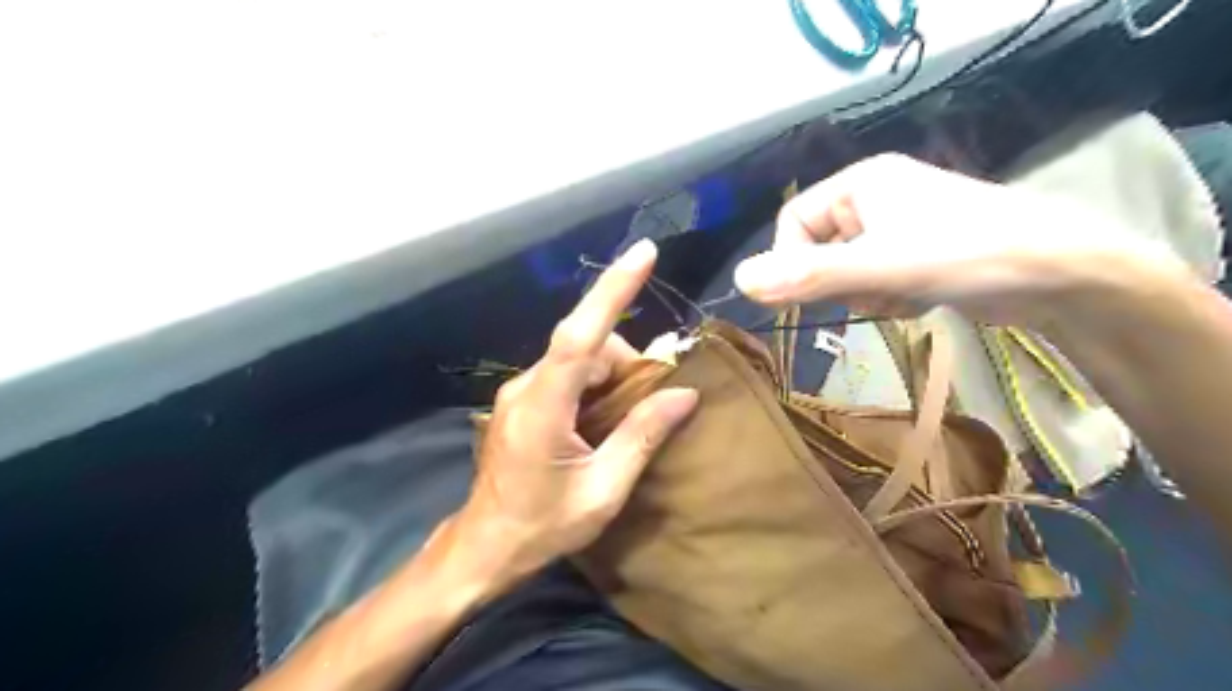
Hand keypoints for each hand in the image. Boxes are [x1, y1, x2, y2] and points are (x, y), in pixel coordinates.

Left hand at [454, 237, 700, 583]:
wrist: (486, 547)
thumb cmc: (542, 526)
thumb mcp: (603, 490)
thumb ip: (642, 436)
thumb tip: (685, 395)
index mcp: (544, 406)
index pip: (580, 334)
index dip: (612, 291)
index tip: (644, 254)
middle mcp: (527, 385)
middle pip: (587, 346)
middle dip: (627, 365)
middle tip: (655, 403)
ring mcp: (520, 390)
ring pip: (579, 358)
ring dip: (612, 376)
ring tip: (629, 417)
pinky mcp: (522, 399)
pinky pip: (567, 373)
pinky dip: (595, 384)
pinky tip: (605, 417)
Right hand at [724, 154, 1176, 326]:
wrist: (1059, 274)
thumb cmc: (964, 254)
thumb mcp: (878, 267)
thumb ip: (807, 275)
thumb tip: (739, 280)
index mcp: (859, 183)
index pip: (792, 222)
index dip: (791, 261)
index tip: (802, 296)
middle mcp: (873, 198)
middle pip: (818, 249)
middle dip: (837, 282)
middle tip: (867, 294)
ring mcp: (896, 226)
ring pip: (844, 270)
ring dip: (863, 294)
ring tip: (899, 297)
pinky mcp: (915, 253)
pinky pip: (873, 279)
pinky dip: (885, 297)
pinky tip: (917, 301)